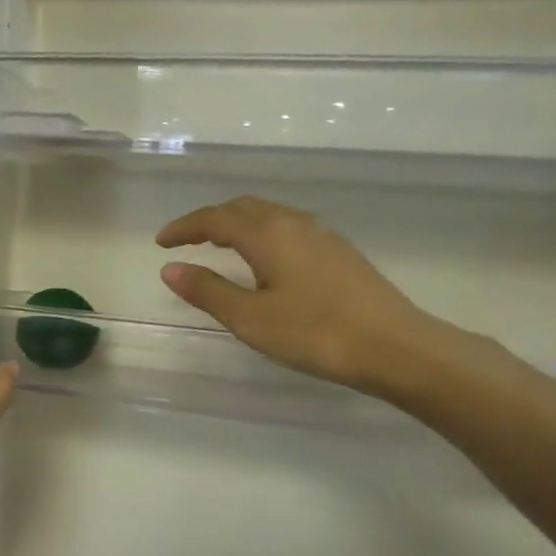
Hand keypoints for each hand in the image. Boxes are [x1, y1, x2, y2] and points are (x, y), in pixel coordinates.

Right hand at [157, 196, 452, 395]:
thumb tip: (171, 269)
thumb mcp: (250, 318)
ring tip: (220, 248)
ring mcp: (322, 236)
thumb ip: (208, 291)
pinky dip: (262, 236)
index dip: (184, 228)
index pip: (215, 219)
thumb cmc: (314, 333)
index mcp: (267, 234)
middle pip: (244, 209)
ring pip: (269, 217)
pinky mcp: (340, 254)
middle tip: (187, 241)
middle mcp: (294, 223)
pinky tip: (265, 263)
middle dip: (210, 221)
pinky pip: (289, 230)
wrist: (394, 346)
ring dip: (238, 226)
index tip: (160, 242)